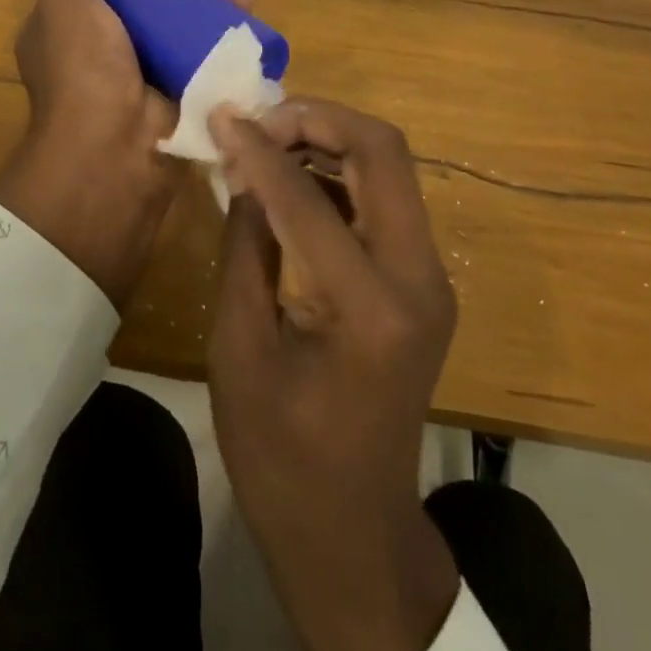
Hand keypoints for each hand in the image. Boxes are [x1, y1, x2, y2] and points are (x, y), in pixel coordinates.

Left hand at [0, 0, 261, 306]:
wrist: (112, 149)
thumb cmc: (83, 68)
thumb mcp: (67, 6)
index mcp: (76, 30)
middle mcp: (111, 50)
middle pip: (158, 2)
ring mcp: (150, 73)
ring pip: (189, 24)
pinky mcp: (182, 92)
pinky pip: (209, 53)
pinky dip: (231, 30)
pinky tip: (255, 7)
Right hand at [207, 99, 460, 650]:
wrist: (354, 534)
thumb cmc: (281, 456)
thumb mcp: (239, 348)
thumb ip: (244, 245)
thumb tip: (243, 168)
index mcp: (371, 308)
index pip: (308, 197)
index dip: (258, 149)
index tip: (220, 116)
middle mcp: (418, 280)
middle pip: (382, 151)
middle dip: (316, 120)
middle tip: (258, 120)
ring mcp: (430, 279)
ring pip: (388, 166)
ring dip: (329, 139)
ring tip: (267, 139)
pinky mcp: (422, 282)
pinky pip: (384, 198)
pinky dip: (339, 172)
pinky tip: (292, 179)